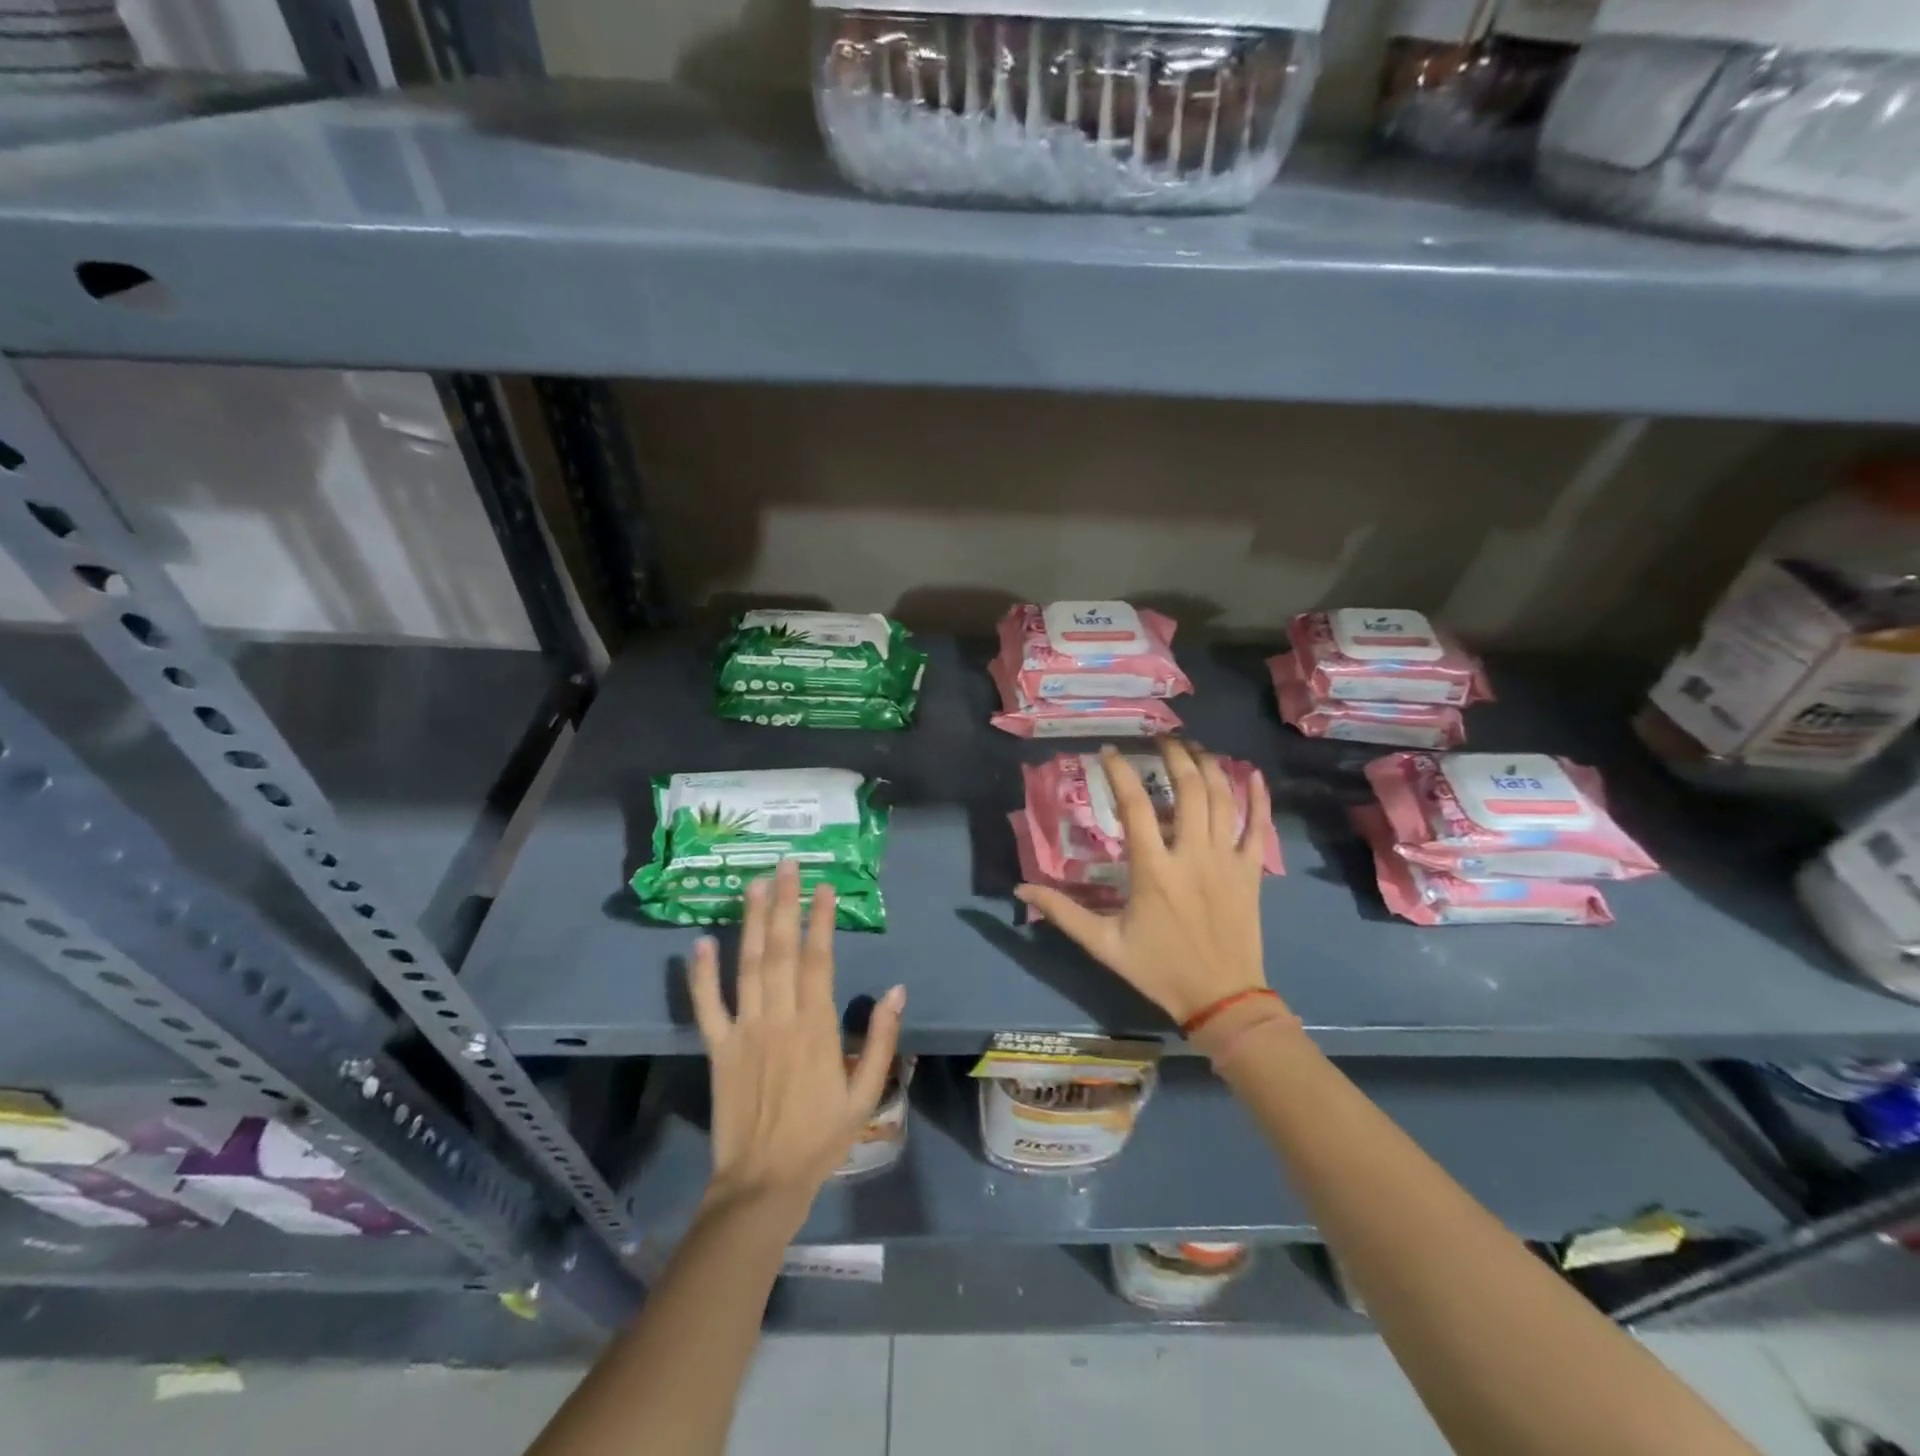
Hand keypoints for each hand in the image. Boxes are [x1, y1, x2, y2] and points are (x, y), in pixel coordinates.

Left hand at [689, 859, 906, 1223]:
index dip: (822, 920)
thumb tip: (897, 990)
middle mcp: (778, 1019)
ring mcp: (744, 1031)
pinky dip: (701, 974)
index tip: (825, 886)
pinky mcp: (717, 1049)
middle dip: (786, 903)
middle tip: (787, 865)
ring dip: (751, 923)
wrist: (762, 1184)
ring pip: (747, 966)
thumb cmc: (821, 1138)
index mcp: (817, 1028)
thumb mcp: (867, 1094)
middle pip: (781, 951)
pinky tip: (700, 941)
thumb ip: (882, 1040)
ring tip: (755, 885)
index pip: (819, 960)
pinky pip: (706, 1006)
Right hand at [1016, 741, 1276, 1025]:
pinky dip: (1258, 797)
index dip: (1120, 772)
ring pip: (1222, 799)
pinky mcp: (1251, 871)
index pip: (1135, 806)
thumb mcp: (1104, 945)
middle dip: (1174, 755)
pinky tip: (1252, 772)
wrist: (1222, 998)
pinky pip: (1258, 826)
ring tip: (1193, 747)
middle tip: (1160, 738)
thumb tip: (1020, 889)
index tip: (1108, 751)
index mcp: (1154, 870)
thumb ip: (1063, 913)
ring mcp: (1226, 860)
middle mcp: (1192, 855)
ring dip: (1209, 766)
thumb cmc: (1160, 969)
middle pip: (1188, 790)